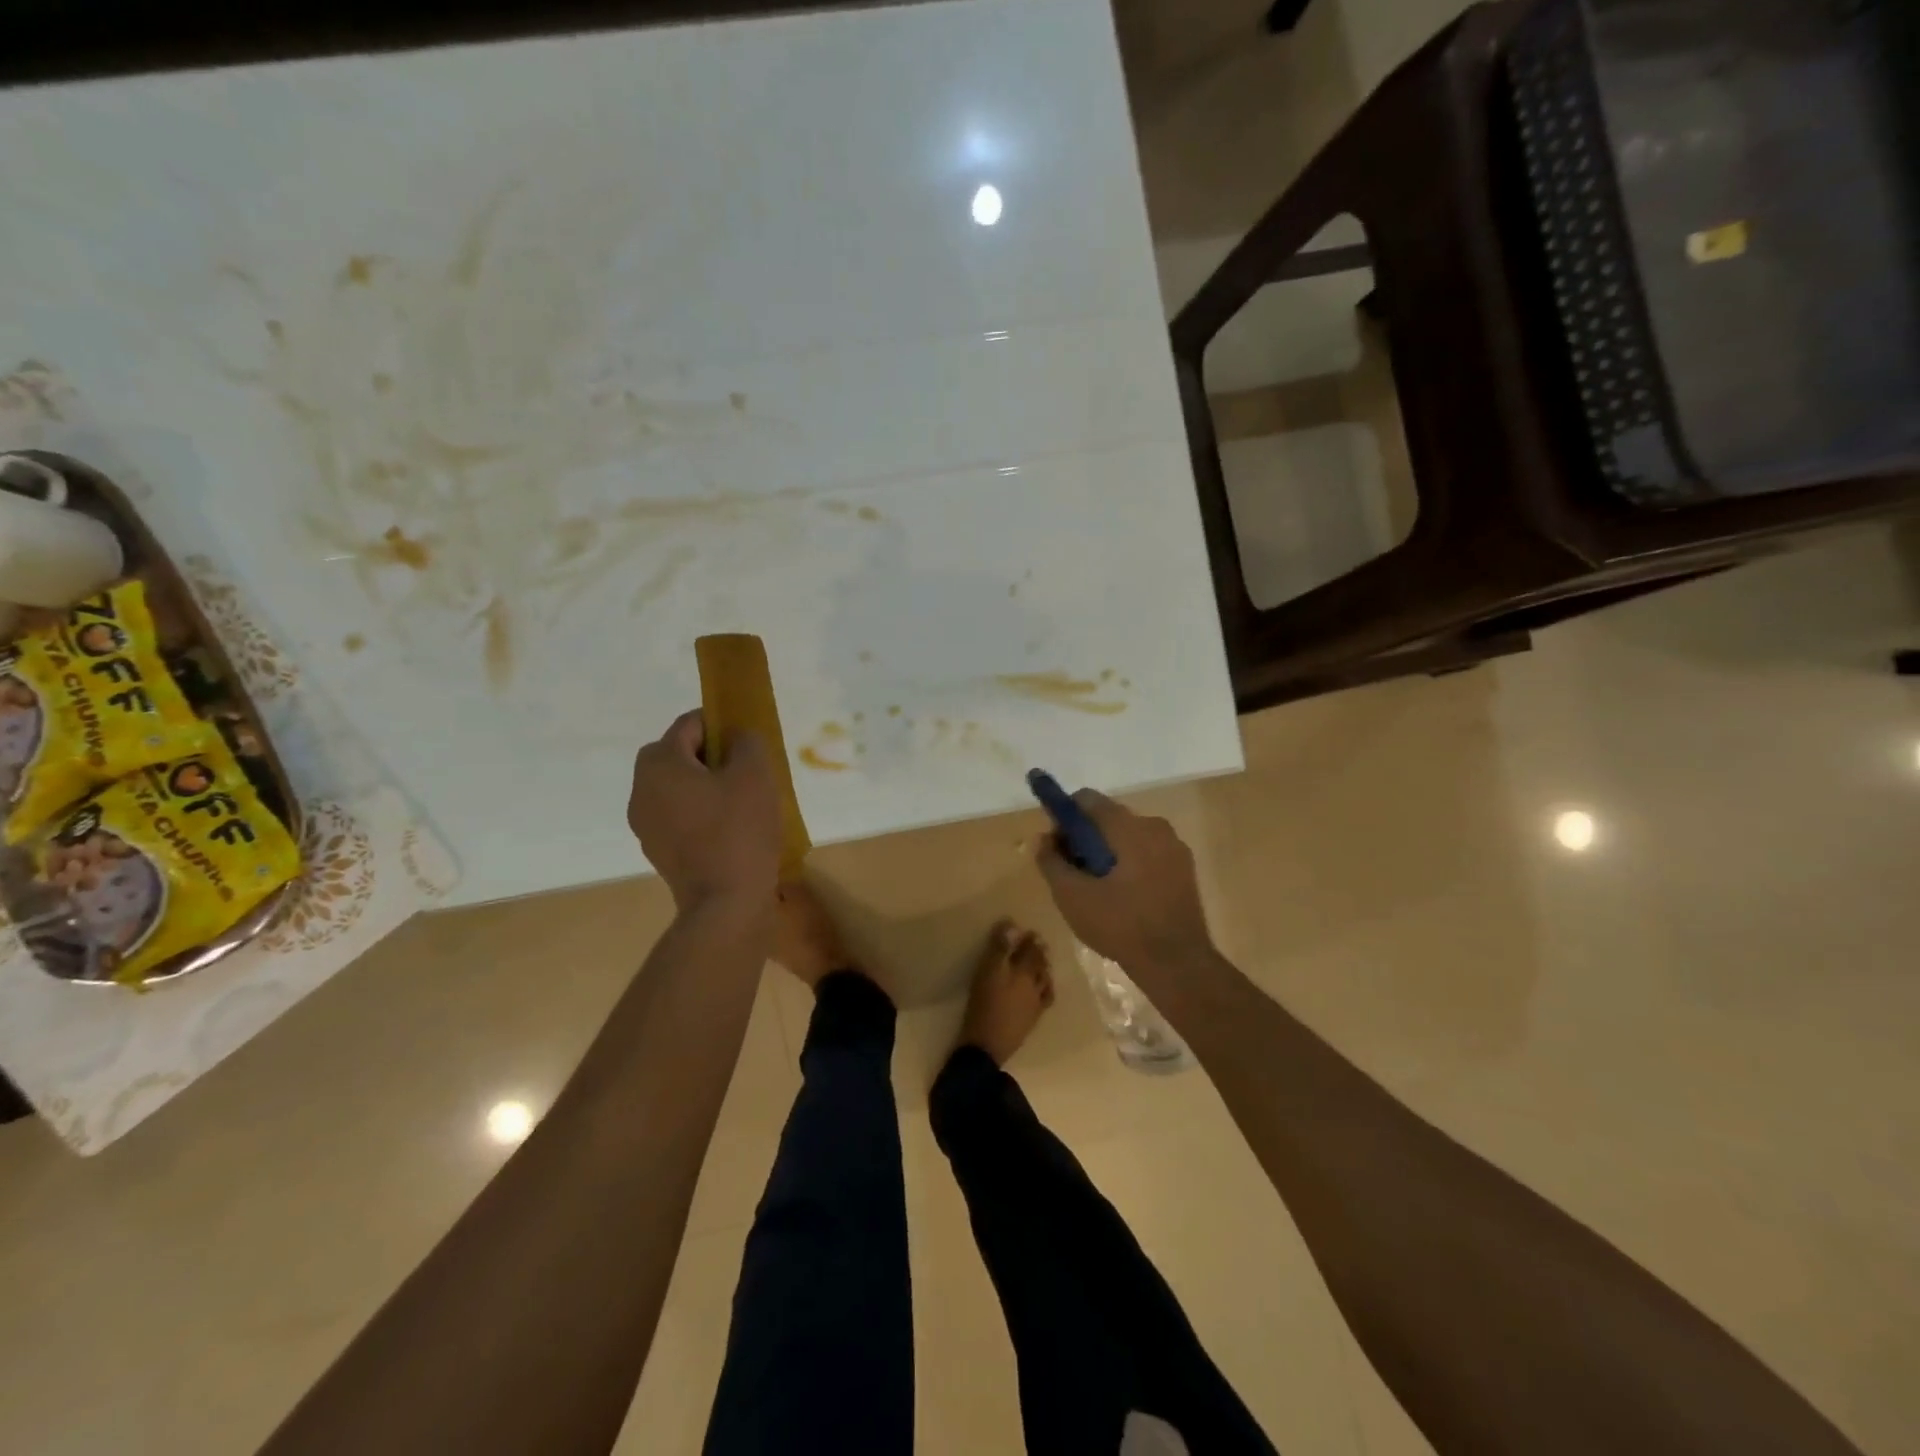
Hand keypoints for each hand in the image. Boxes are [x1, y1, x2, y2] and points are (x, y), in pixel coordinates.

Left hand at [627, 710, 781, 909]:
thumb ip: (747, 741)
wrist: (725, 904)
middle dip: (711, 755)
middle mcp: (641, 789)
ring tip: (741, 801)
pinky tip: (730, 829)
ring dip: (705, 785)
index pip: (689, 724)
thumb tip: (737, 737)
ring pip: (677, 787)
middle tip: (745, 770)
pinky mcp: (657, 850)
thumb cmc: (739, 831)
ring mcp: (644, 824)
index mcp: (659, 764)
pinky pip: (678, 815)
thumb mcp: (755, 774)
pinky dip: (700, 812)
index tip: (748, 741)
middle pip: (677, 755)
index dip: (721, 724)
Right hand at [1033, 790, 1213, 975]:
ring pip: (1128, 837)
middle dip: (1085, 838)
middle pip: (1108, 818)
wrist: (1177, 964)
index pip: (1086, 800)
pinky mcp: (1185, 869)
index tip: (1057, 846)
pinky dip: (1130, 865)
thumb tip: (1043, 839)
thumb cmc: (1121, 925)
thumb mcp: (1072, 896)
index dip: (1064, 817)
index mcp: (1127, 826)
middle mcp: (1154, 825)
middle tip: (1073, 873)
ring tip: (1098, 891)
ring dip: (1108, 853)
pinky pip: (1148, 854)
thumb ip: (1051, 861)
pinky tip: (1123, 899)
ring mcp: (1174, 847)